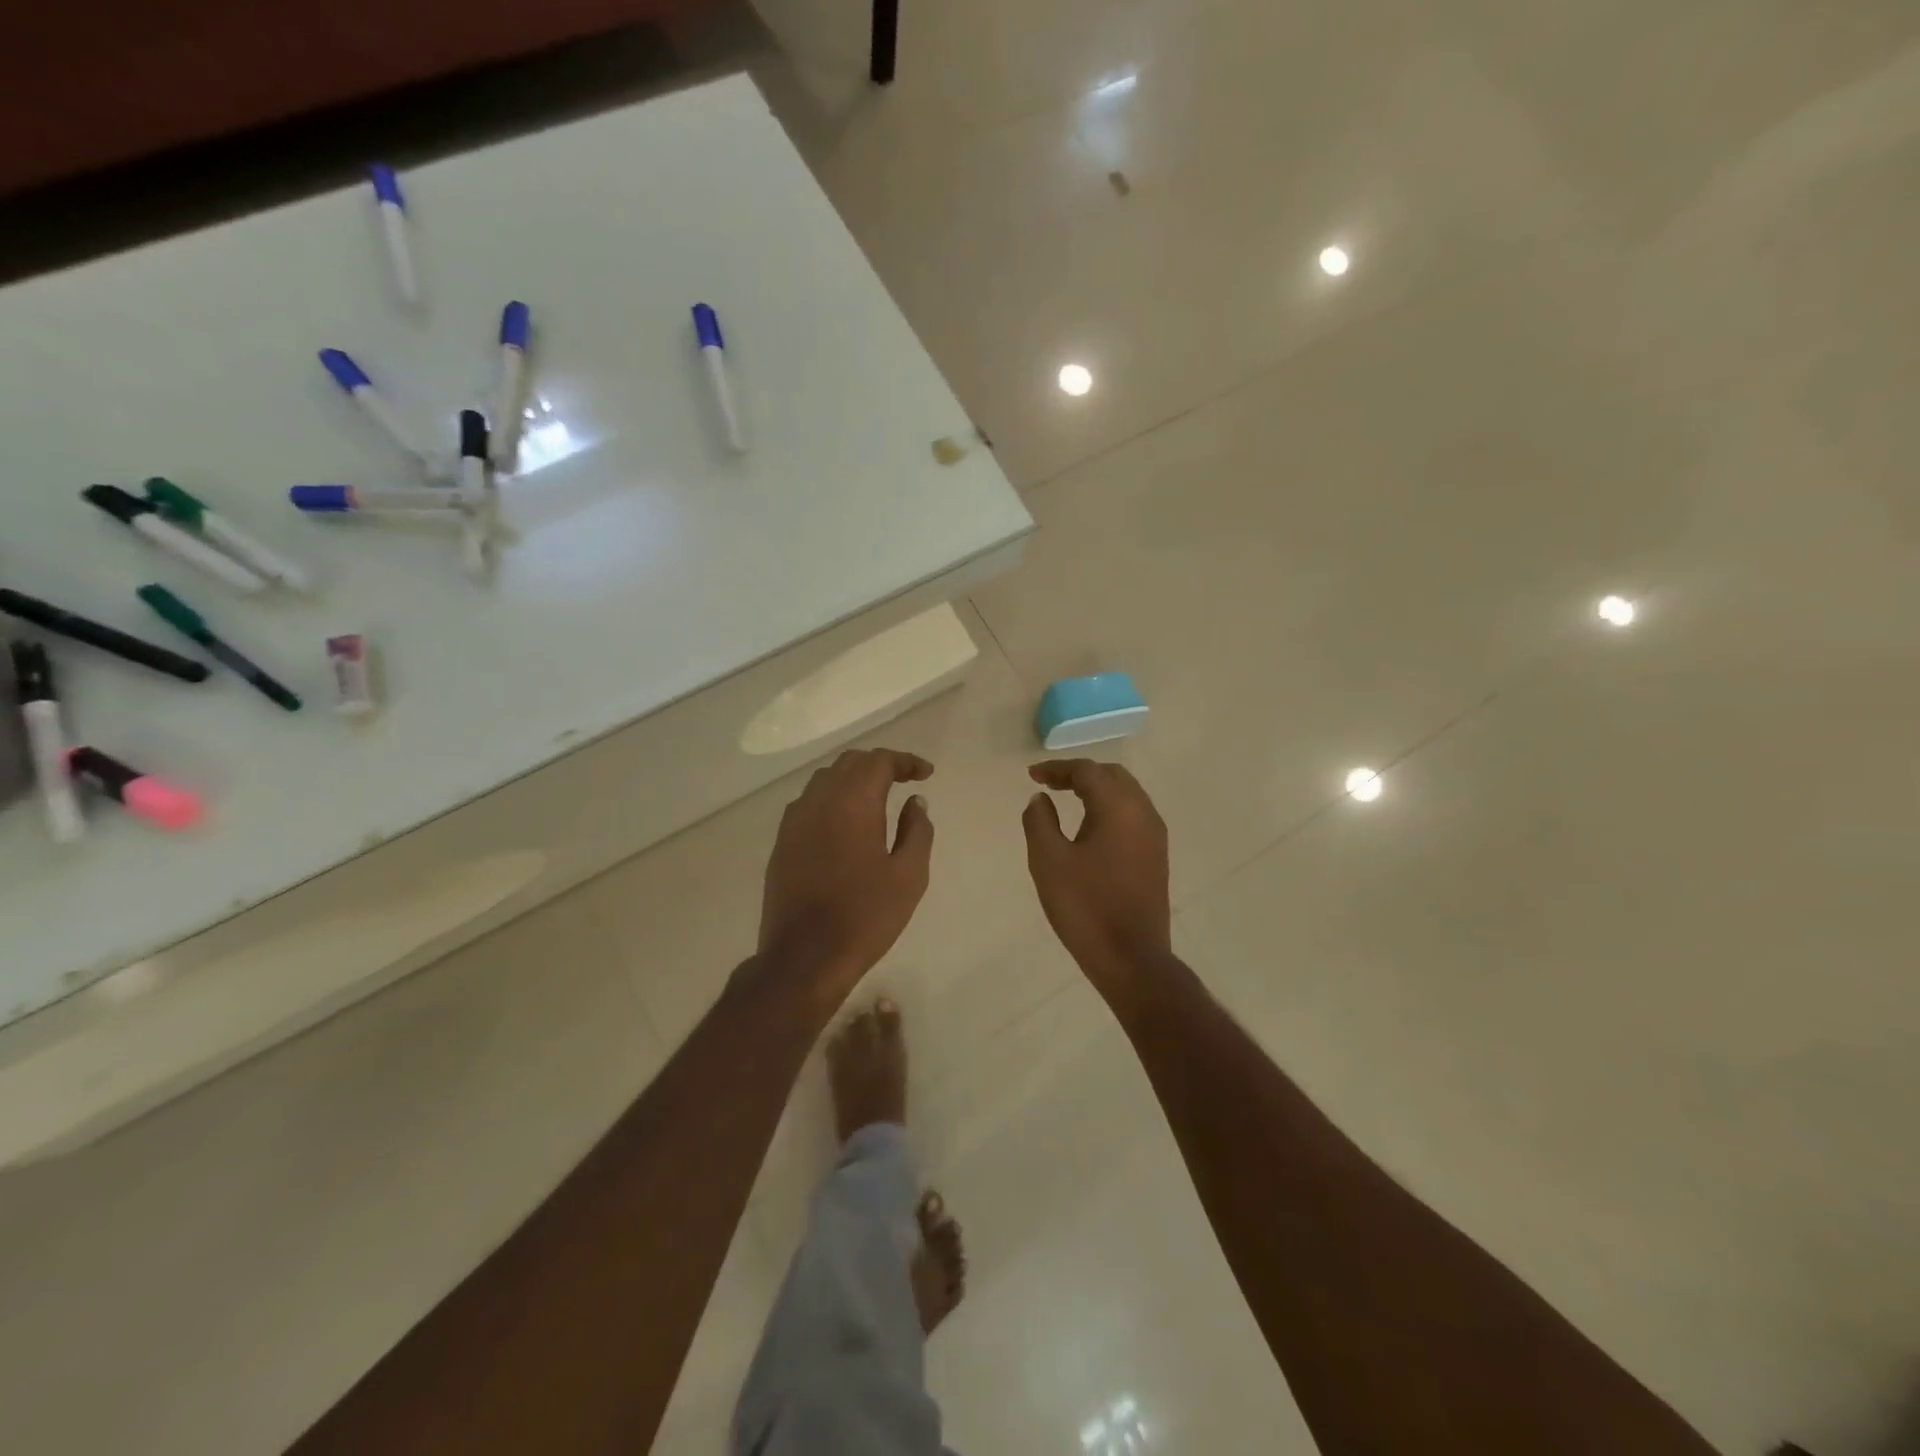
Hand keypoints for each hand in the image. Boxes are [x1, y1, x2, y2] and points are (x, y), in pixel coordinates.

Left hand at [759, 749, 934, 996]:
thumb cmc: (865, 916)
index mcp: (852, 802)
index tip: (926, 774)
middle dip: (880, 765)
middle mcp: (819, 801)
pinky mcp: (782, 842)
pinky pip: (810, 803)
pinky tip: (846, 822)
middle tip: (905, 780)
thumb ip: (917, 831)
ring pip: (826, 780)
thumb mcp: (909, 875)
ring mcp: (794, 821)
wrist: (804, 957)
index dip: (906, 761)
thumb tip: (916, 802)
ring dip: (854, 779)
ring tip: (877, 798)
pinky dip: (833, 799)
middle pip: (850, 763)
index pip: (879, 761)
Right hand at [1022, 760, 1171, 990]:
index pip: (1087, 771)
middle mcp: (1143, 813)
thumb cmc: (1085, 906)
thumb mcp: (1049, 861)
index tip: (1032, 776)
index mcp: (1119, 807)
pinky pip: (1133, 815)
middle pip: (1112, 776)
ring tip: (1066, 798)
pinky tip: (1089, 825)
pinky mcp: (1157, 856)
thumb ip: (1039, 821)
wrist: (1131, 958)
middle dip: (1079, 774)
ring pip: (1126, 794)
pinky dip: (1109, 808)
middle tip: (1049, 783)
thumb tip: (1041, 800)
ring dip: (1096, 790)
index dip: (1057, 769)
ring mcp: (1155, 835)